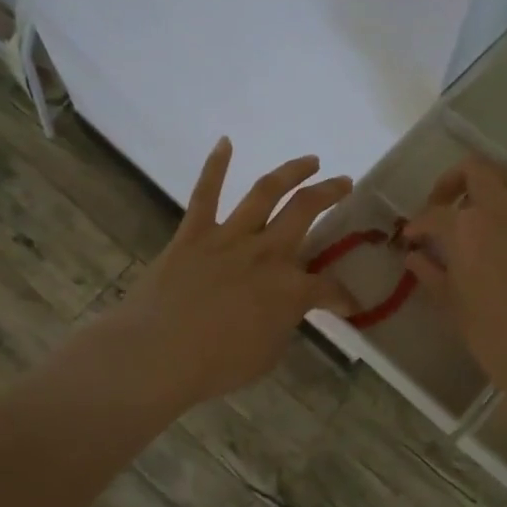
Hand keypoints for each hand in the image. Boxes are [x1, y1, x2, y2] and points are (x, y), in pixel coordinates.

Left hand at [108, 139, 353, 407]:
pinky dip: (214, 166)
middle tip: (344, 182)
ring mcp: (229, 238)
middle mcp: (266, 253)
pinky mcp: (193, 234)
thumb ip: (282, 325)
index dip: (344, 296)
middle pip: (306, 212)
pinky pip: (205, 194)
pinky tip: (224, 142)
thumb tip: (284, 311)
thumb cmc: (215, 364)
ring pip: (266, 192)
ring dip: (291, 171)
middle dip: (330, 193)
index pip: (330, 288)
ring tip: (310, 160)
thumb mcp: (267, 354)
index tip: (349, 303)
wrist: (157, 354)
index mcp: (290, 289)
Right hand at [402, 154, 506, 408]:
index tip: (412, 236)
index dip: (418, 223)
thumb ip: (430, 272)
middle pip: (477, 169)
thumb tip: (415, 257)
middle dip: (454, 180)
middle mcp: (503, 210)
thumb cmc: (490, 334)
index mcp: (468, 228)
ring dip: (489, 186)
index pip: (435, 212)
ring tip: (478, 213)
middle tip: (444, 204)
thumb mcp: (450, 303)